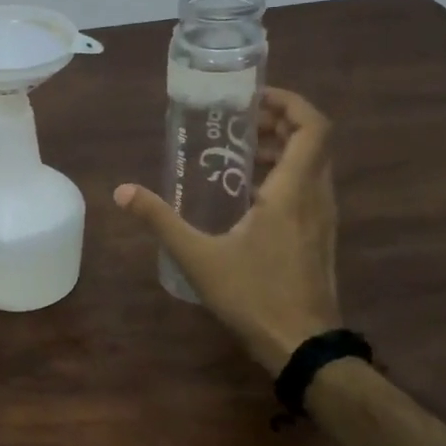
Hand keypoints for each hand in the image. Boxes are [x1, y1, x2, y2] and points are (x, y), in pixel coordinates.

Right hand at [115, 88, 341, 375]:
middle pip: (313, 142)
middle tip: (237, 121)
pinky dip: (284, 175)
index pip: (313, 128)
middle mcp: (316, 198)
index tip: (254, 98)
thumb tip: (122, 191)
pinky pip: (309, 189)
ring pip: (313, 166)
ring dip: (282, 149)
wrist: (303, 347)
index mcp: (293, 193)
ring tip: (237, 152)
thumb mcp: (197, 257)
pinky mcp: (320, 238)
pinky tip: (247, 194)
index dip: (290, 103)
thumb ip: (160, 220)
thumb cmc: (254, 296)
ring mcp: (323, 220)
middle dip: (279, 122)